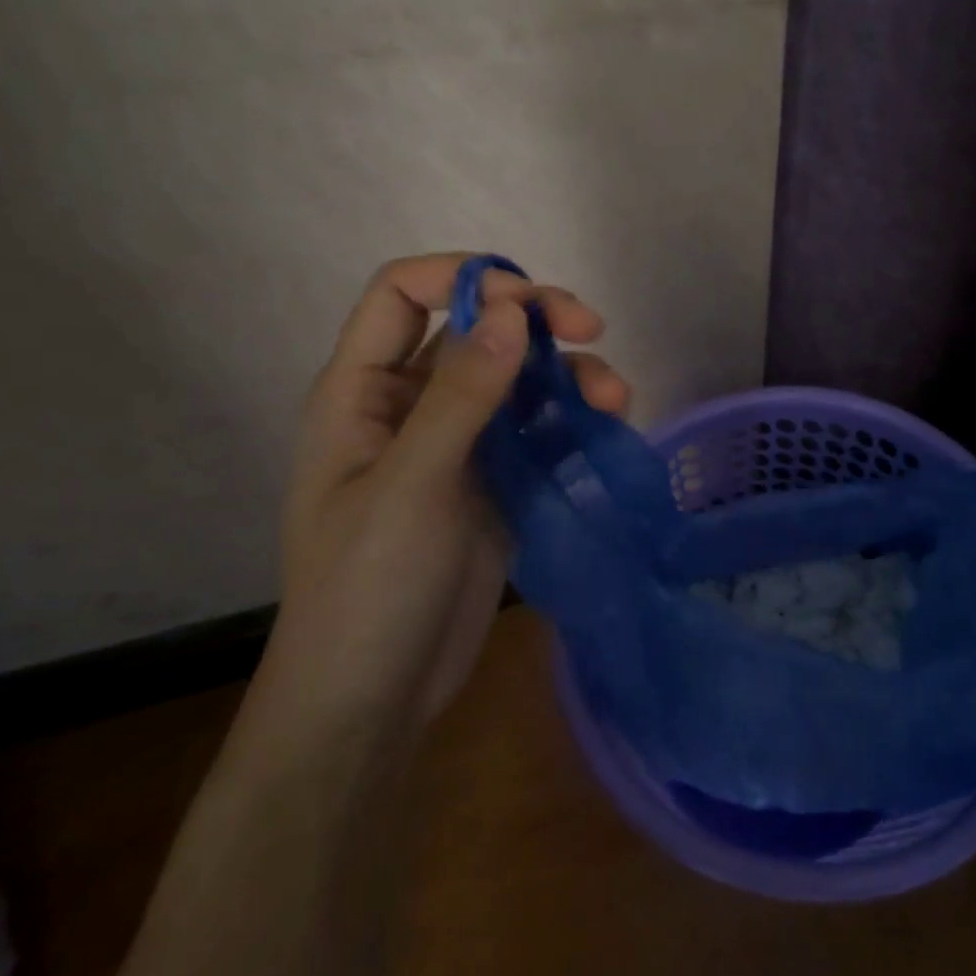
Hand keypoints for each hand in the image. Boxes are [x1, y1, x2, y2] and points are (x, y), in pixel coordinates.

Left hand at [257, 254, 629, 729]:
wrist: (377, 697)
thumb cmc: (369, 587)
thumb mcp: (412, 485)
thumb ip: (462, 395)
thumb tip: (513, 310)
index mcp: (362, 392)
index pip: (403, 295)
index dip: (463, 279)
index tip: (528, 300)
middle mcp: (410, 406)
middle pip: (475, 330)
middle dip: (533, 319)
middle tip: (590, 327)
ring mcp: (457, 445)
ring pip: (516, 379)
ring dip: (565, 373)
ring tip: (613, 395)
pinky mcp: (496, 481)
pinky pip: (537, 429)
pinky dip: (571, 417)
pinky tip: (607, 422)